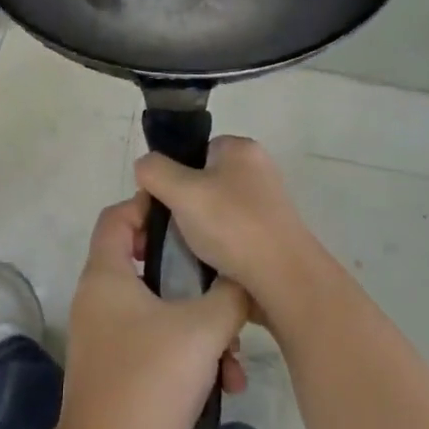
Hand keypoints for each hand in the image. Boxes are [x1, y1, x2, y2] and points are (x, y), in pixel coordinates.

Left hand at [56, 193, 249, 428]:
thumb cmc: (149, 379)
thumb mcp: (203, 330)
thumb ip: (229, 295)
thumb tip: (243, 279)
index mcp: (106, 274)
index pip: (117, 216)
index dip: (150, 206)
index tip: (191, 217)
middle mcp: (98, 297)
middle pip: (144, 262)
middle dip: (191, 276)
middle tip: (222, 282)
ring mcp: (104, 333)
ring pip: (157, 308)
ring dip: (198, 325)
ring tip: (234, 358)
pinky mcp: (114, 366)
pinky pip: (153, 341)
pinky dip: (185, 352)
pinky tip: (221, 384)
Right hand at [134, 137, 333, 323]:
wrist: (284, 280)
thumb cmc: (232, 226)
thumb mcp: (181, 190)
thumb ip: (154, 171)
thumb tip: (145, 168)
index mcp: (240, 149)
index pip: (192, 151)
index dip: (169, 174)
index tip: (157, 203)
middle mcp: (256, 170)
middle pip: (199, 182)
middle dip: (177, 207)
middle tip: (164, 232)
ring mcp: (265, 205)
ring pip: (211, 212)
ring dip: (192, 231)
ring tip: (181, 252)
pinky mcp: (269, 236)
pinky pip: (228, 235)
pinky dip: (213, 248)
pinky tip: (203, 264)